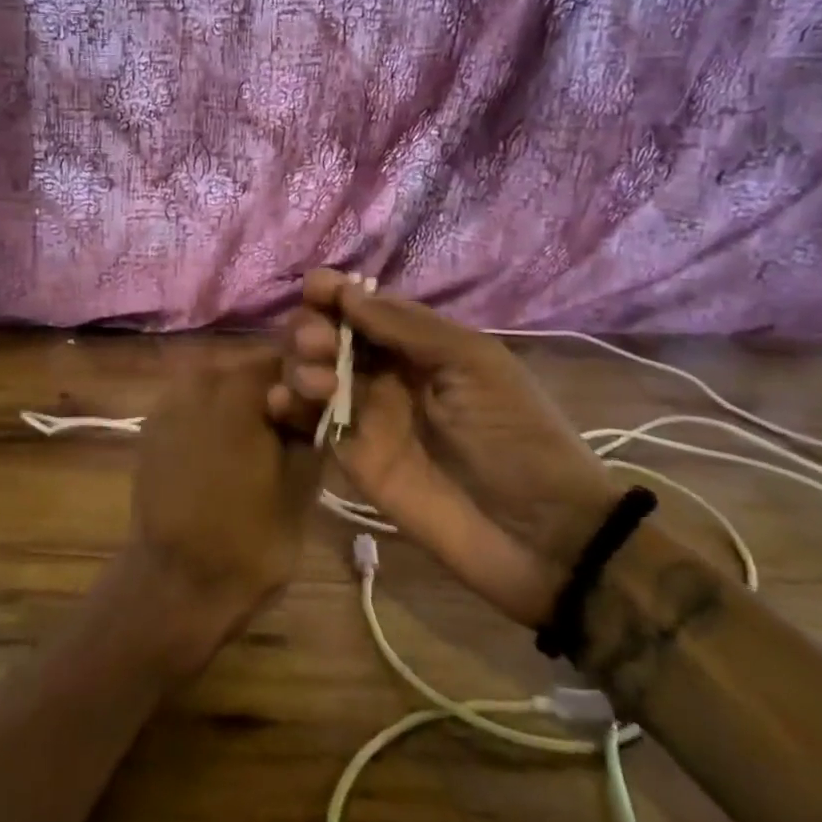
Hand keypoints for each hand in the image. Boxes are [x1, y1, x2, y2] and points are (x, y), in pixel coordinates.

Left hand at [122, 357, 323, 675]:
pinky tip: (224, 456)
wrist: (175, 584)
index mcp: (235, 388)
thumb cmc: (249, 537)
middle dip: (271, 393)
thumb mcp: (301, 481)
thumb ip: (310, 422)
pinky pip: (193, 408)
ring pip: (219, 388)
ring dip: (241, 407)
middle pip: (247, 371)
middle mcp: (196, 382)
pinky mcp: (151, 429)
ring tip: (258, 448)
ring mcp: (167, 404)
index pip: (283, 358)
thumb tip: (317, 387)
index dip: (305, 379)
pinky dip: (212, 421)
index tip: (317, 408)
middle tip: (291, 431)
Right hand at [268, 270, 618, 626]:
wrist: (538, 533)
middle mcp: (386, 372)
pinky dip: (287, 406)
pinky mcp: (351, 458)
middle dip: (313, 327)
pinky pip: (310, 422)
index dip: (336, 292)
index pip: (365, 306)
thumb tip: (347, 293)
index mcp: (420, 343)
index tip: (316, 288)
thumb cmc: (516, 433)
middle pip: (328, 334)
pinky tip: (283, 402)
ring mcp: (366, 415)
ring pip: (311, 372)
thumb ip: (407, 327)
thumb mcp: (473, 363)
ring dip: (298, 363)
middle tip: (321, 344)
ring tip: (317, 382)